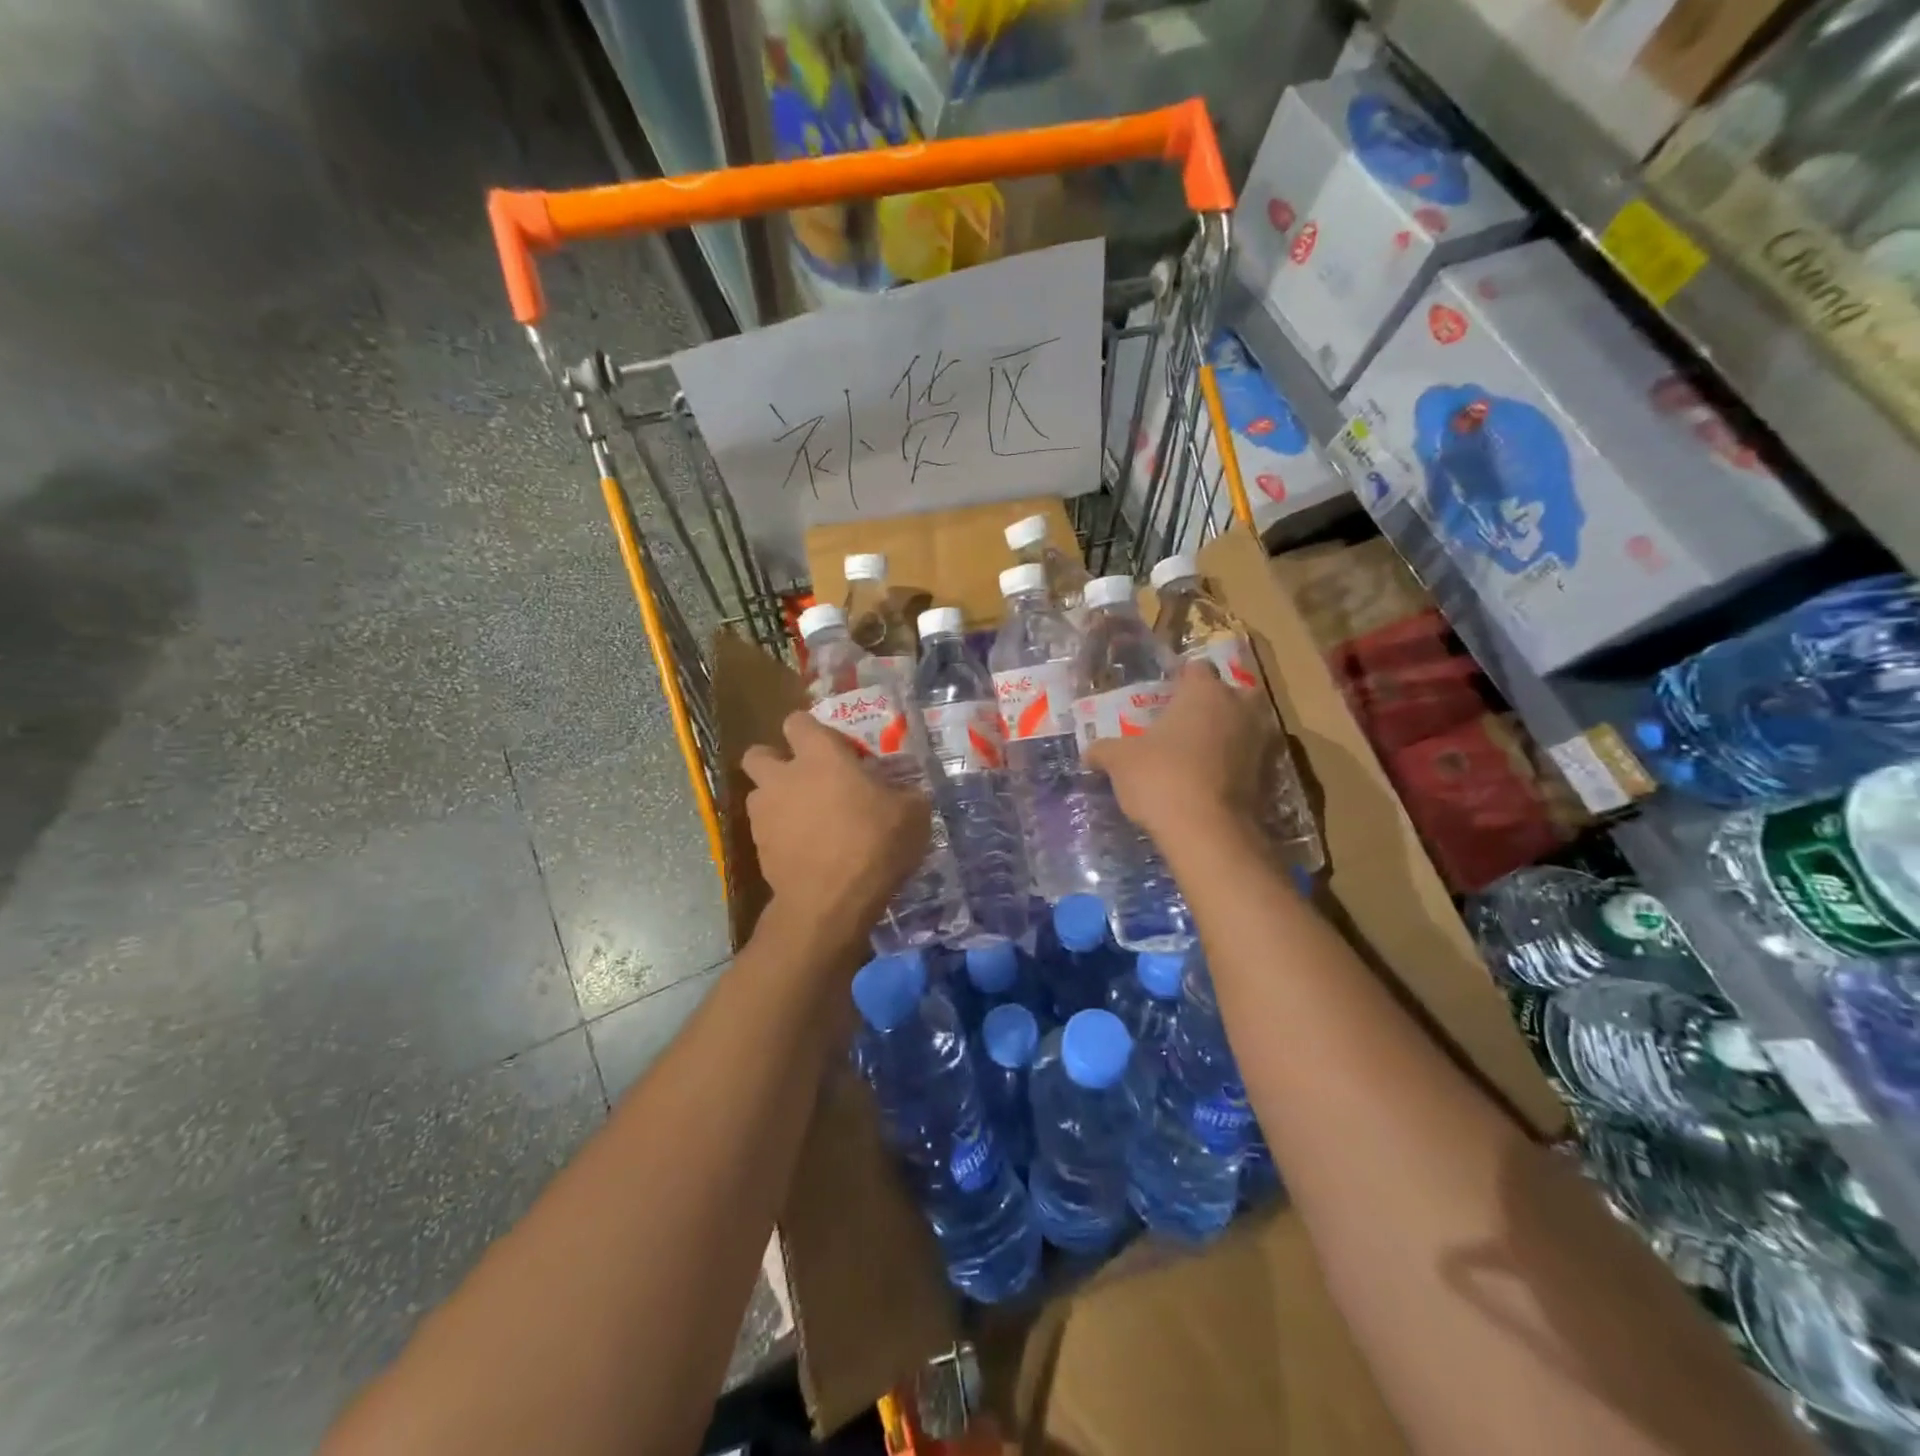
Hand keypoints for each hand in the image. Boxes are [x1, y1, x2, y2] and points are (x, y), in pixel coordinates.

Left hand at [741, 712, 928, 943]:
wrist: (831, 902)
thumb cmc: (874, 844)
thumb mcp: (913, 814)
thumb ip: (905, 793)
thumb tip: (904, 792)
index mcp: (820, 755)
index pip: (798, 721)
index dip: (813, 731)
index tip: (834, 749)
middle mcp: (783, 776)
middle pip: (759, 753)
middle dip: (775, 761)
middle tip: (805, 779)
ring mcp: (764, 813)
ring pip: (758, 793)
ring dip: (776, 800)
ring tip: (805, 819)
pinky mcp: (757, 848)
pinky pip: (764, 831)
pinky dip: (780, 835)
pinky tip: (805, 851)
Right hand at [1083, 661, 1269, 844]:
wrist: (1208, 830)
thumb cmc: (1161, 777)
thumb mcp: (1120, 761)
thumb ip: (1104, 750)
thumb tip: (1088, 752)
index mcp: (1204, 692)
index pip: (1195, 669)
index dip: (1180, 680)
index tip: (1165, 695)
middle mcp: (1239, 707)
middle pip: (1231, 693)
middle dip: (1214, 703)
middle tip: (1187, 721)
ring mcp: (1260, 741)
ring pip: (1245, 725)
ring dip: (1228, 734)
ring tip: (1198, 753)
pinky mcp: (1269, 775)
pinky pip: (1249, 758)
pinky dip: (1235, 764)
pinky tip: (1211, 780)